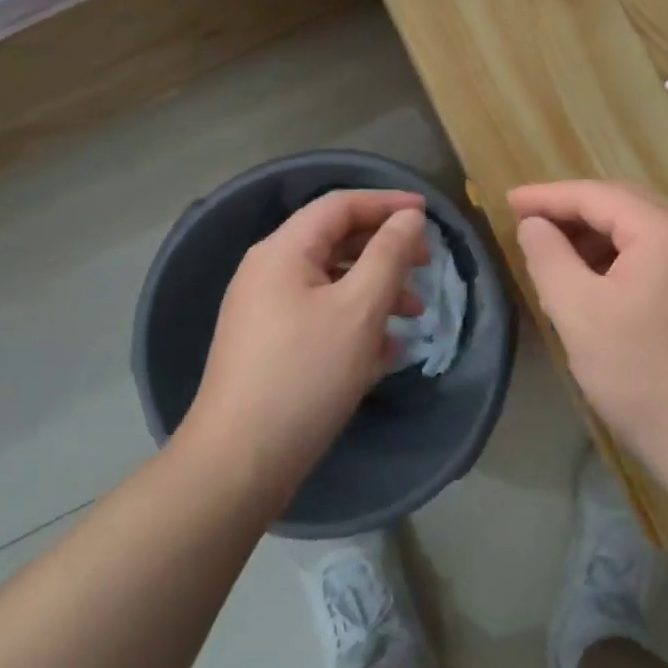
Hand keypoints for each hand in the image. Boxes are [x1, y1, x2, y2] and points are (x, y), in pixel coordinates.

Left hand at [185, 190, 428, 501]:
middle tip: (426, 266)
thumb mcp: (360, 309)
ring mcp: (264, 311)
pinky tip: (385, 351)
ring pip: (331, 282)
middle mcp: (268, 271)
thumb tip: (409, 217)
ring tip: (415, 316)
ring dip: (376, 289)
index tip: (428, 215)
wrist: (239, 464)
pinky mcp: (268, 347)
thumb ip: (389, 254)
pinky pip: (319, 316)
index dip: (387, 203)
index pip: (340, 205)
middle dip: (385, 250)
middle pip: (335, 241)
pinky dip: (355, 321)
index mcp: (283, 251)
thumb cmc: (306, 375)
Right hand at [508, 180, 667, 484]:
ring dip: (594, 237)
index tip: (507, 200)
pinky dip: (618, 260)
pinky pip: (655, 256)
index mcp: (665, 230)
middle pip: (621, 205)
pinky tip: (593, 283)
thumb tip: (533, 224)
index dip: (547, 196)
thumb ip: (548, 257)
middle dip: (571, 212)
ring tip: (554, 256)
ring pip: (639, 232)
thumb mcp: (579, 313)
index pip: (595, 195)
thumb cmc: (643, 376)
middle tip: (527, 223)